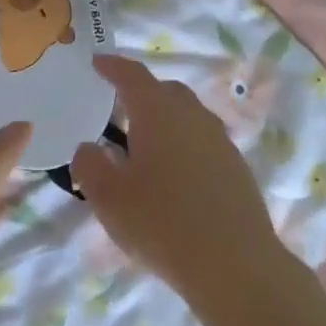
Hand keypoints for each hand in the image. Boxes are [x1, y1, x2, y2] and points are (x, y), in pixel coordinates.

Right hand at [71, 54, 288, 300]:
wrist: (234, 262)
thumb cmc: (161, 224)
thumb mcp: (109, 198)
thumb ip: (90, 165)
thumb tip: (89, 147)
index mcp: (159, 113)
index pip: (133, 76)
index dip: (113, 66)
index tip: (97, 62)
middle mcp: (194, 117)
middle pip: (166, 91)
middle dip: (141, 93)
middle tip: (118, 110)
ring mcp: (220, 141)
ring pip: (188, 116)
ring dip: (165, 121)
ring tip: (144, 146)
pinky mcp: (236, 167)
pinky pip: (203, 142)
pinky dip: (184, 145)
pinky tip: (174, 175)